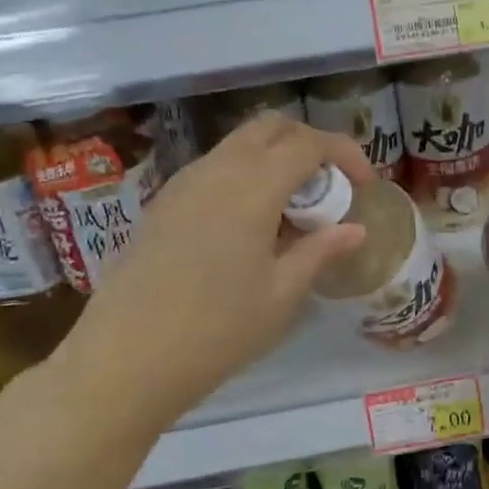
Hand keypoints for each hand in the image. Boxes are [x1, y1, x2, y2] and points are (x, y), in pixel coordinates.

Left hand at [51, 114, 372, 423]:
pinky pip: (214, 170)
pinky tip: (252, 226)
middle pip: (270, 127)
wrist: (123, 361)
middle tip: (330, 185)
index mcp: (251, 187)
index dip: (345, 152)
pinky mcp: (162, 205)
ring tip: (293, 211)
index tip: (364, 183)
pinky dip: (245, 177)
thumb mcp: (281, 295)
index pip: (307, 143)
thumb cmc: (216, 331)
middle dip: (309, 143)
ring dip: (275, 160)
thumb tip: (355, 230)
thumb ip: (320, 251)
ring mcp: (182, 185)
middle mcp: (215, 171)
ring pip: (238, 146)